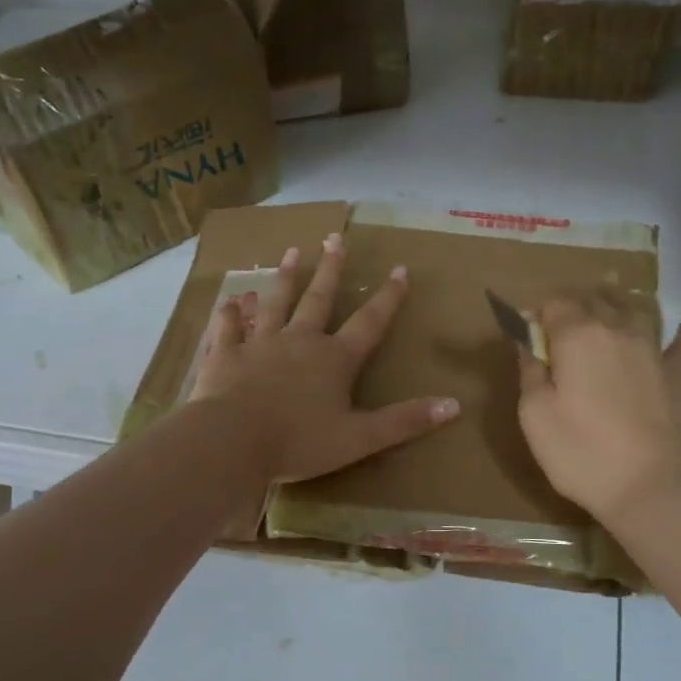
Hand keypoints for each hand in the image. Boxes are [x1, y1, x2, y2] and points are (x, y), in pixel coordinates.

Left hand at [191, 232, 459, 482]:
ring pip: (275, 302)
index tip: (400, 269)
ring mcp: (259, 344)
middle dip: (330, 269)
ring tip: (290, 253)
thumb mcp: (360, 438)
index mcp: (335, 360)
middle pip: (319, 298)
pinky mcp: (226, 354)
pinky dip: (231, 313)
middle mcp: (300, 341)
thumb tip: (455, 405)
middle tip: (334, 238)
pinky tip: (232, 300)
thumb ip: (405, 421)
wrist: (233, 441)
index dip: (388, 297)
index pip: (369, 322)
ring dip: (285, 277)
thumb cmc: (299, 442)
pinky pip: (228, 327)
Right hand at [515, 292, 680, 524]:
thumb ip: (529, 370)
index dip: (538, 316)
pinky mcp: (679, 373)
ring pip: (633, 308)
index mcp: (577, 335)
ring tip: (605, 314)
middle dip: (573, 306)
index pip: (553, 303)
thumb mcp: (535, 414)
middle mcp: (617, 329)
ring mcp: (653, 348)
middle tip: (559, 330)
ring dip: (615, 306)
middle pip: (593, 299)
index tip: (529, 338)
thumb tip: (527, 340)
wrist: (650, 487)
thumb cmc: (581, 451)